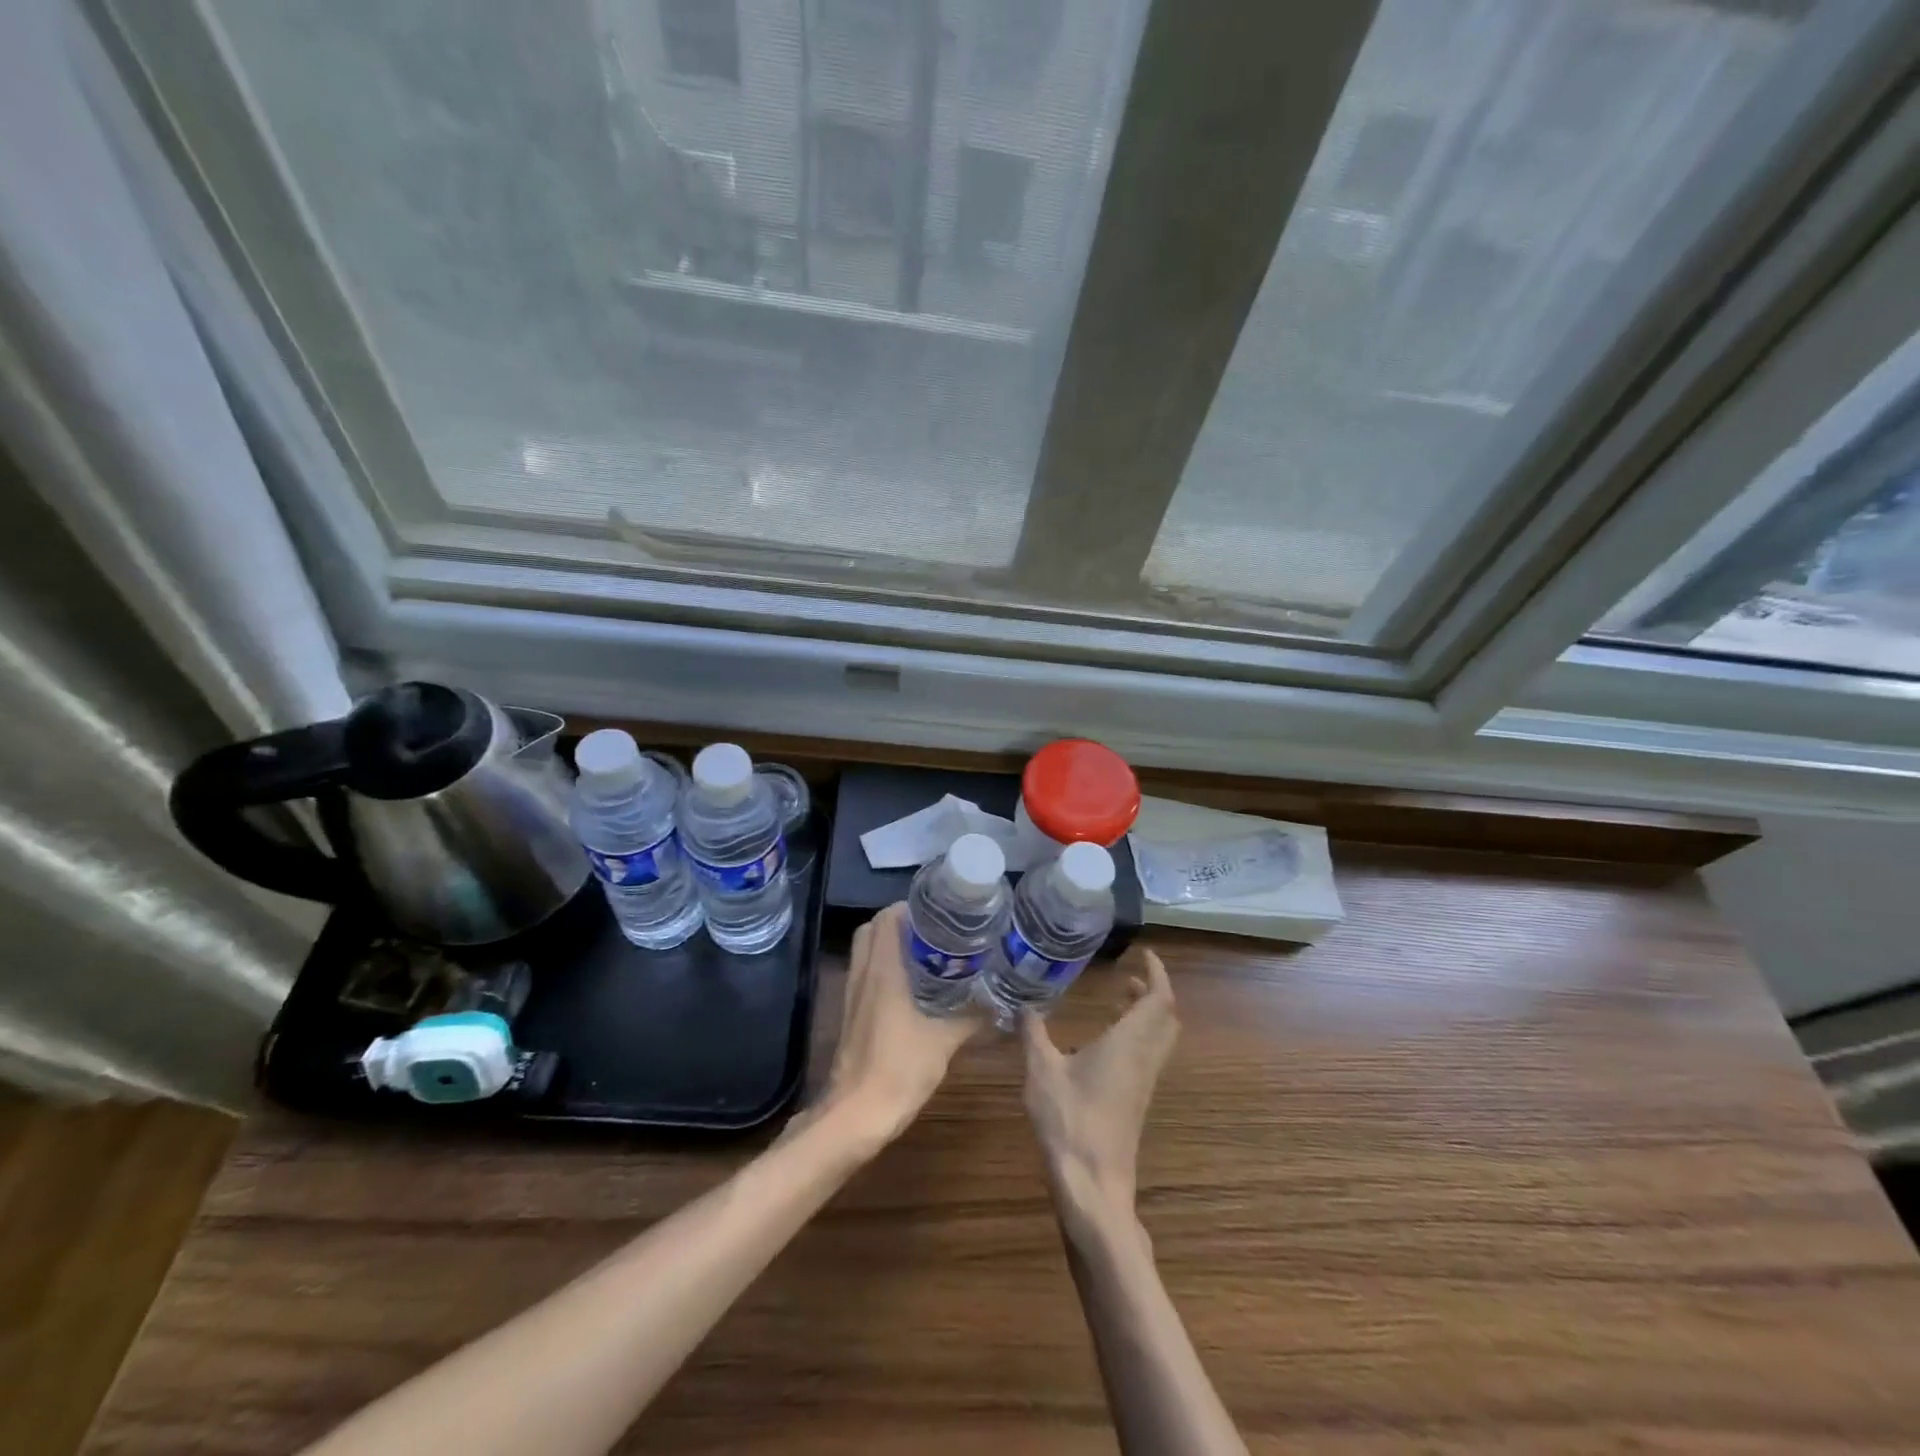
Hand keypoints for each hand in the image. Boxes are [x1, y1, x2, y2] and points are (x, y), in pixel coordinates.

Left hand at [815, 903, 980, 1147]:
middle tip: (935, 931)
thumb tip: (1001, 1005)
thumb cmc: (899, 1069)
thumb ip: (972, 1018)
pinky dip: (885, 969)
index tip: (939, 911)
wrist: (856, 1115)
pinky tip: (913, 987)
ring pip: (867, 952)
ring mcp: (853, 995)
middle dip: (901, 923)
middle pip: (873, 930)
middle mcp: (864, 974)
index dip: (910, 907)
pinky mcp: (852, 1015)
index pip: (887, 918)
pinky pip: (866, 976)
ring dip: (891, 945)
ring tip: (928, 953)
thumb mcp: (944, 1041)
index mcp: (883, 970)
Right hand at [1022, 947, 1178, 1221]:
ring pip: (1159, 1039)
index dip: (1157, 973)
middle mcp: (1143, 1059)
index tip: (1143, 954)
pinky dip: (1136, 1037)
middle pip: (1166, 1018)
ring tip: (1117, 1001)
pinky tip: (1103, 1043)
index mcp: (1128, 1043)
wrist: (1093, 1185)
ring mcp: (1143, 1083)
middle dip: (1153, 992)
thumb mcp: (1041, 1071)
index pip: (1159, 999)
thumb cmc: (1069, 1121)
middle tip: (1129, 976)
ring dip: (1146, 1015)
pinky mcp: (1136, 1102)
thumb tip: (1022, 1004)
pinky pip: (1147, 1057)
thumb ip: (1033, 1033)